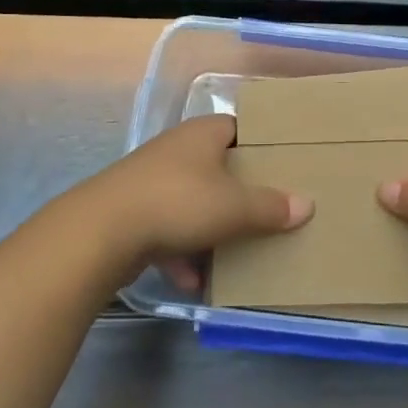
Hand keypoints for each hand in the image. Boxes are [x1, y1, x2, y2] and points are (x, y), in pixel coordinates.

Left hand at [75, 115, 312, 287]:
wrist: (100, 233)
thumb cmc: (177, 203)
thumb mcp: (234, 207)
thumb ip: (271, 207)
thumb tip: (307, 205)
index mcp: (202, 134)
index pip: (238, 127)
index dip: (259, 143)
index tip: (282, 164)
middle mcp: (176, 150)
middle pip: (216, 167)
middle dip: (239, 192)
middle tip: (268, 210)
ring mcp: (150, 182)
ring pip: (192, 202)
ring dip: (210, 229)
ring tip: (236, 253)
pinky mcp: (131, 214)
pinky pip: (167, 231)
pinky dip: (181, 254)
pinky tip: (194, 280)